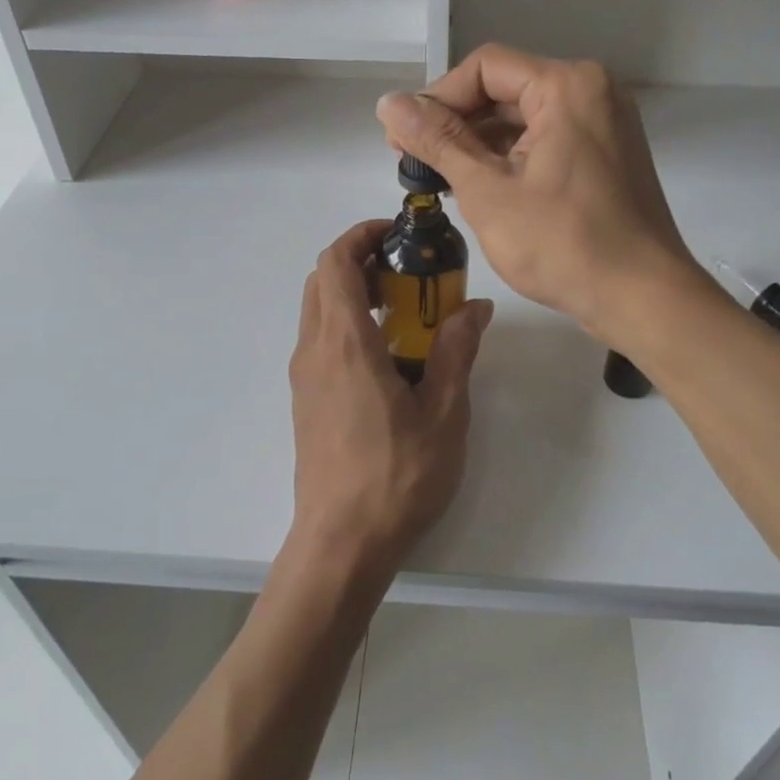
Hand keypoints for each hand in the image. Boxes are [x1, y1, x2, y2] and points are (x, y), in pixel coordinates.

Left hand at [288, 222, 493, 581]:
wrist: (342, 544)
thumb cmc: (397, 476)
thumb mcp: (444, 412)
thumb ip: (456, 351)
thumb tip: (475, 307)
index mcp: (345, 342)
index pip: (335, 261)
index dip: (362, 235)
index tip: (399, 235)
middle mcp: (315, 350)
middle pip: (322, 279)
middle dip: (361, 260)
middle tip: (408, 272)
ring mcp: (304, 377)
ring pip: (319, 310)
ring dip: (354, 293)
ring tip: (405, 312)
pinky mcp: (305, 400)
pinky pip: (321, 340)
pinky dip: (348, 324)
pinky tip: (388, 357)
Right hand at [375, 46, 699, 343]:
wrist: (641, 297)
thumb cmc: (562, 243)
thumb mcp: (487, 190)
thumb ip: (436, 141)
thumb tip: (388, 104)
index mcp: (567, 85)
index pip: (484, 67)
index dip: (437, 97)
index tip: (404, 137)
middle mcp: (591, 91)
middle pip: (504, 88)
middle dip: (455, 122)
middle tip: (414, 159)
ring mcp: (603, 123)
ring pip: (523, 116)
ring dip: (478, 142)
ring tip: (437, 176)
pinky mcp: (604, 154)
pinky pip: (545, 139)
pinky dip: (509, 156)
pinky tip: (477, 184)